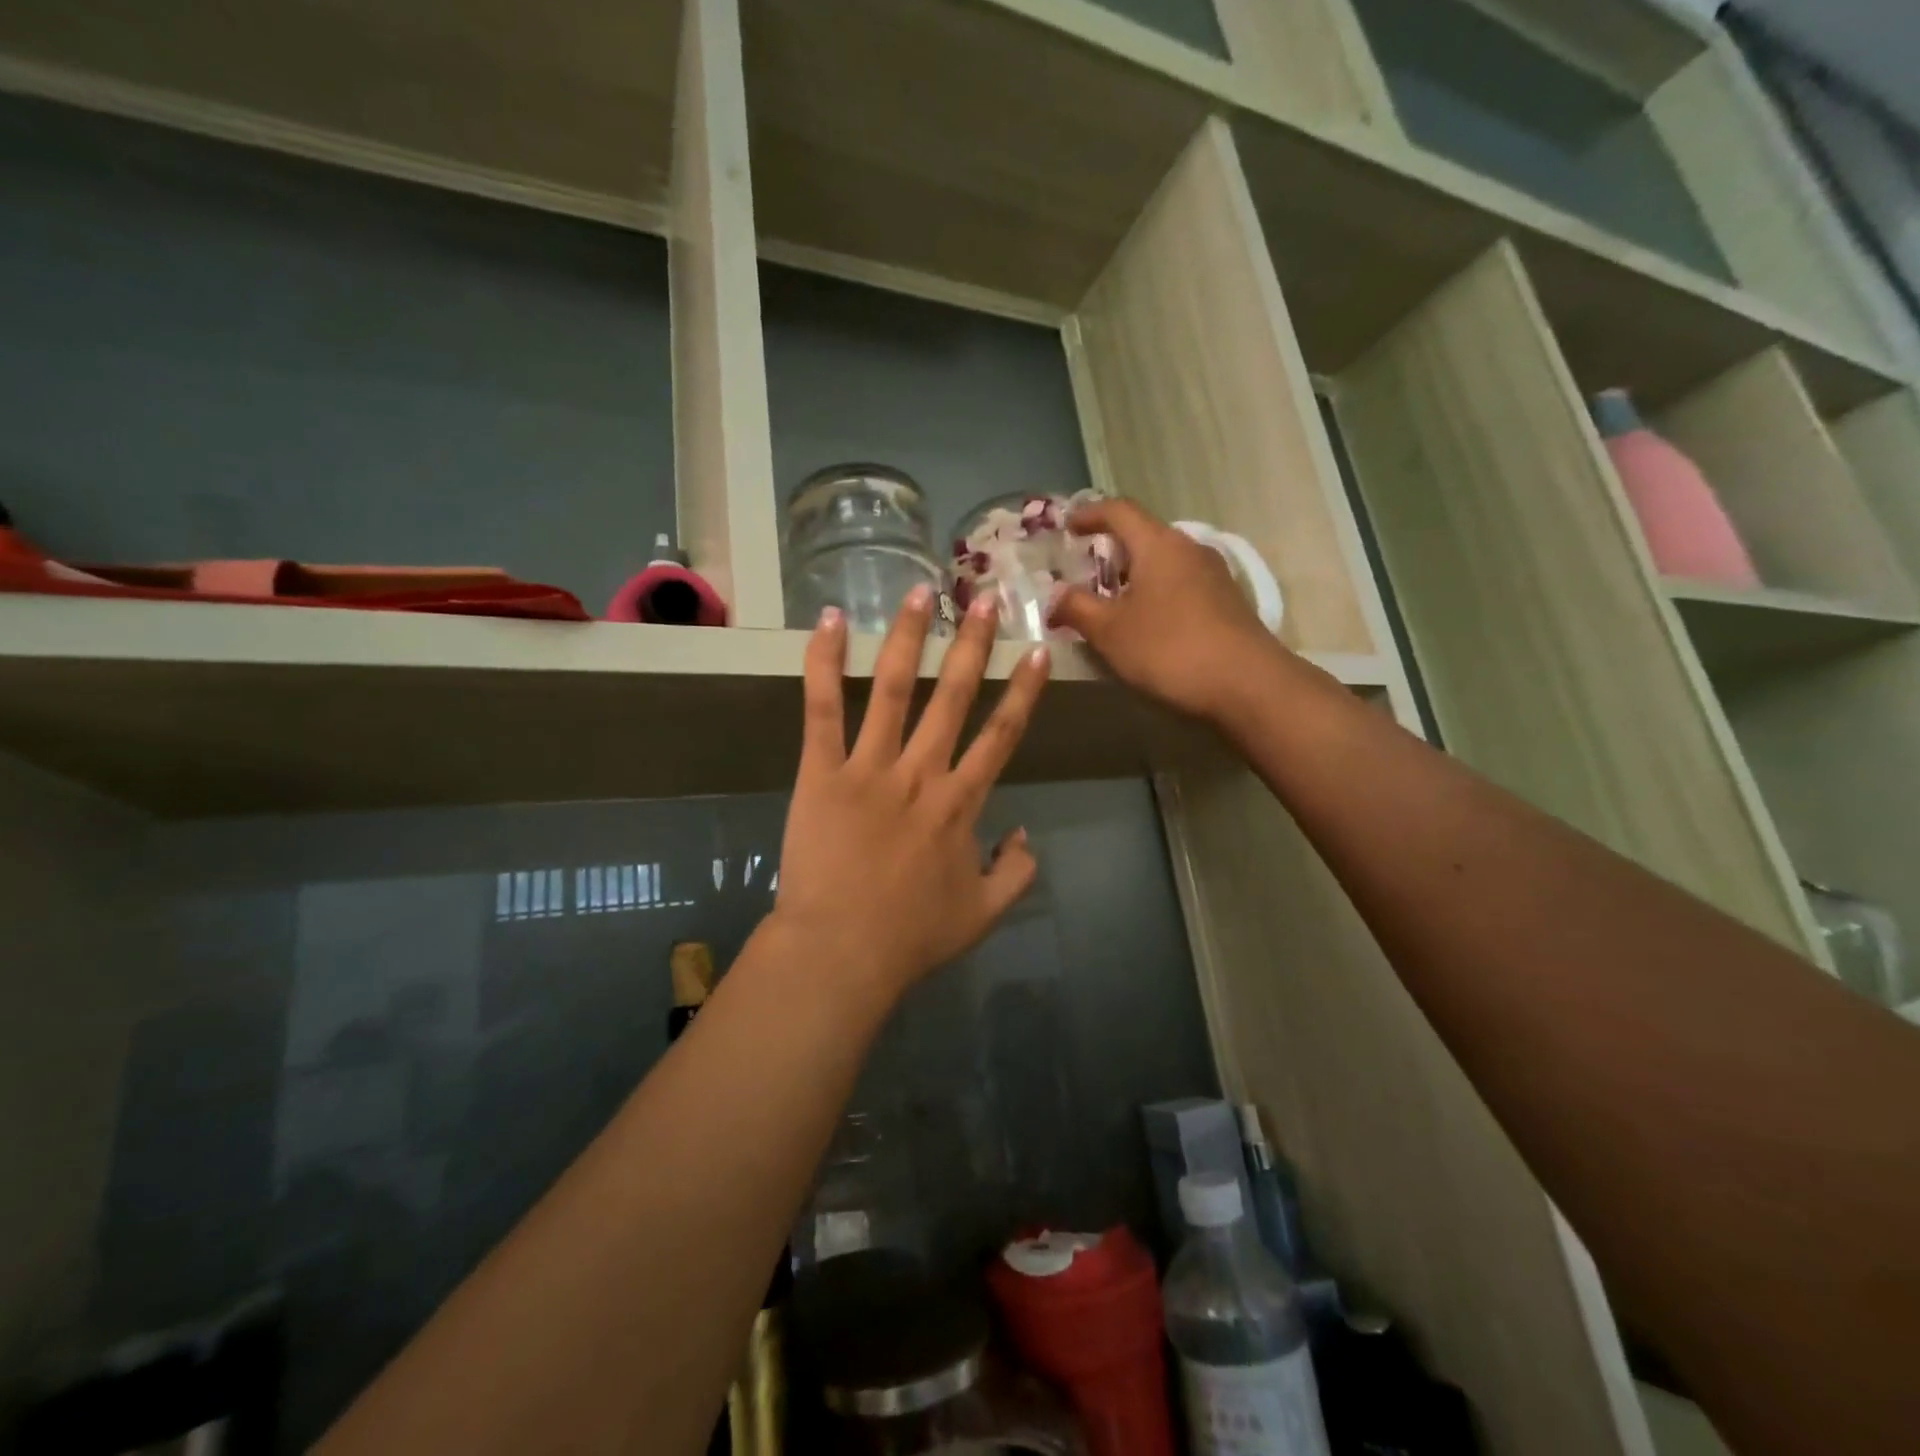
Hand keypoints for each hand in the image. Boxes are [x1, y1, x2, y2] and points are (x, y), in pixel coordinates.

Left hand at [770, 585, 1049, 1003]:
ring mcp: (870, 767)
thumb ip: (1016, 872)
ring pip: (892, 689)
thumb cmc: (911, 936)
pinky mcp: (822, 772)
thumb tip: (1026, 834)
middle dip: (972, 644)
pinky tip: (829, 621)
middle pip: (953, 696)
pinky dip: (824, 663)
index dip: (1023, 690)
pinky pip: (823, 710)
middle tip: (984, 597)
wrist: (841, 953)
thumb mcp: (983, 914)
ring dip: (908, 637)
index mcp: (961, 803)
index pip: (1002, 734)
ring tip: (920, 592)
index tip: (1037, 650)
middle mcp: (922, 772)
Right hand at [1049, 498, 1282, 721]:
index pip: (1119, 510)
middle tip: (1082, 575)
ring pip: (1162, 562)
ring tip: (1109, 604)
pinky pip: (1179, 584)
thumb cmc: (1169, 649)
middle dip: (1109, 551)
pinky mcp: (1225, 601)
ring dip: (1132, 576)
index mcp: (1158, 544)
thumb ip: (1077, 608)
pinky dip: (1154, 593)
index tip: (1067, 528)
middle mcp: (1189, 548)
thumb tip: (1055, 594)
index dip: (1089, 514)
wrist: (1247, 684)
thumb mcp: (1110, 631)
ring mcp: (1212, 574)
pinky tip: (1144, 624)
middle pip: (1143, 536)